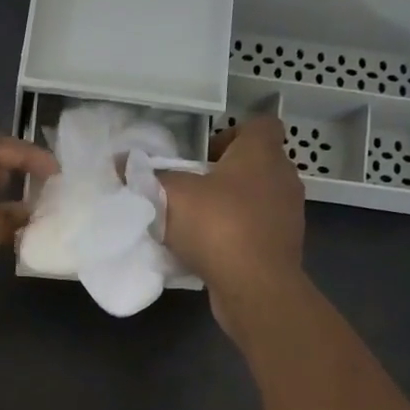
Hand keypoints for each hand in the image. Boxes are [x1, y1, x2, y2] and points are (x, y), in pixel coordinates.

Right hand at [159, 117, 306, 315]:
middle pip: (256, 163)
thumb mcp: (172, 195)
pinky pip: (258, 229)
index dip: (233, 133)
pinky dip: (237, 234)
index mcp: (261, 154)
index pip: (260, 124)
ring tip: (198, 222)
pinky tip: (210, 250)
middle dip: (225, 173)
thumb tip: (121, 162)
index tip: (204, 155)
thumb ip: (148, 176)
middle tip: (193, 189)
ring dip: (231, 205)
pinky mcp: (283, 246)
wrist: (256, 286)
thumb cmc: (218, 226)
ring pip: (257, 198)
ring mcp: (287, 214)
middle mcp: (282, 178)